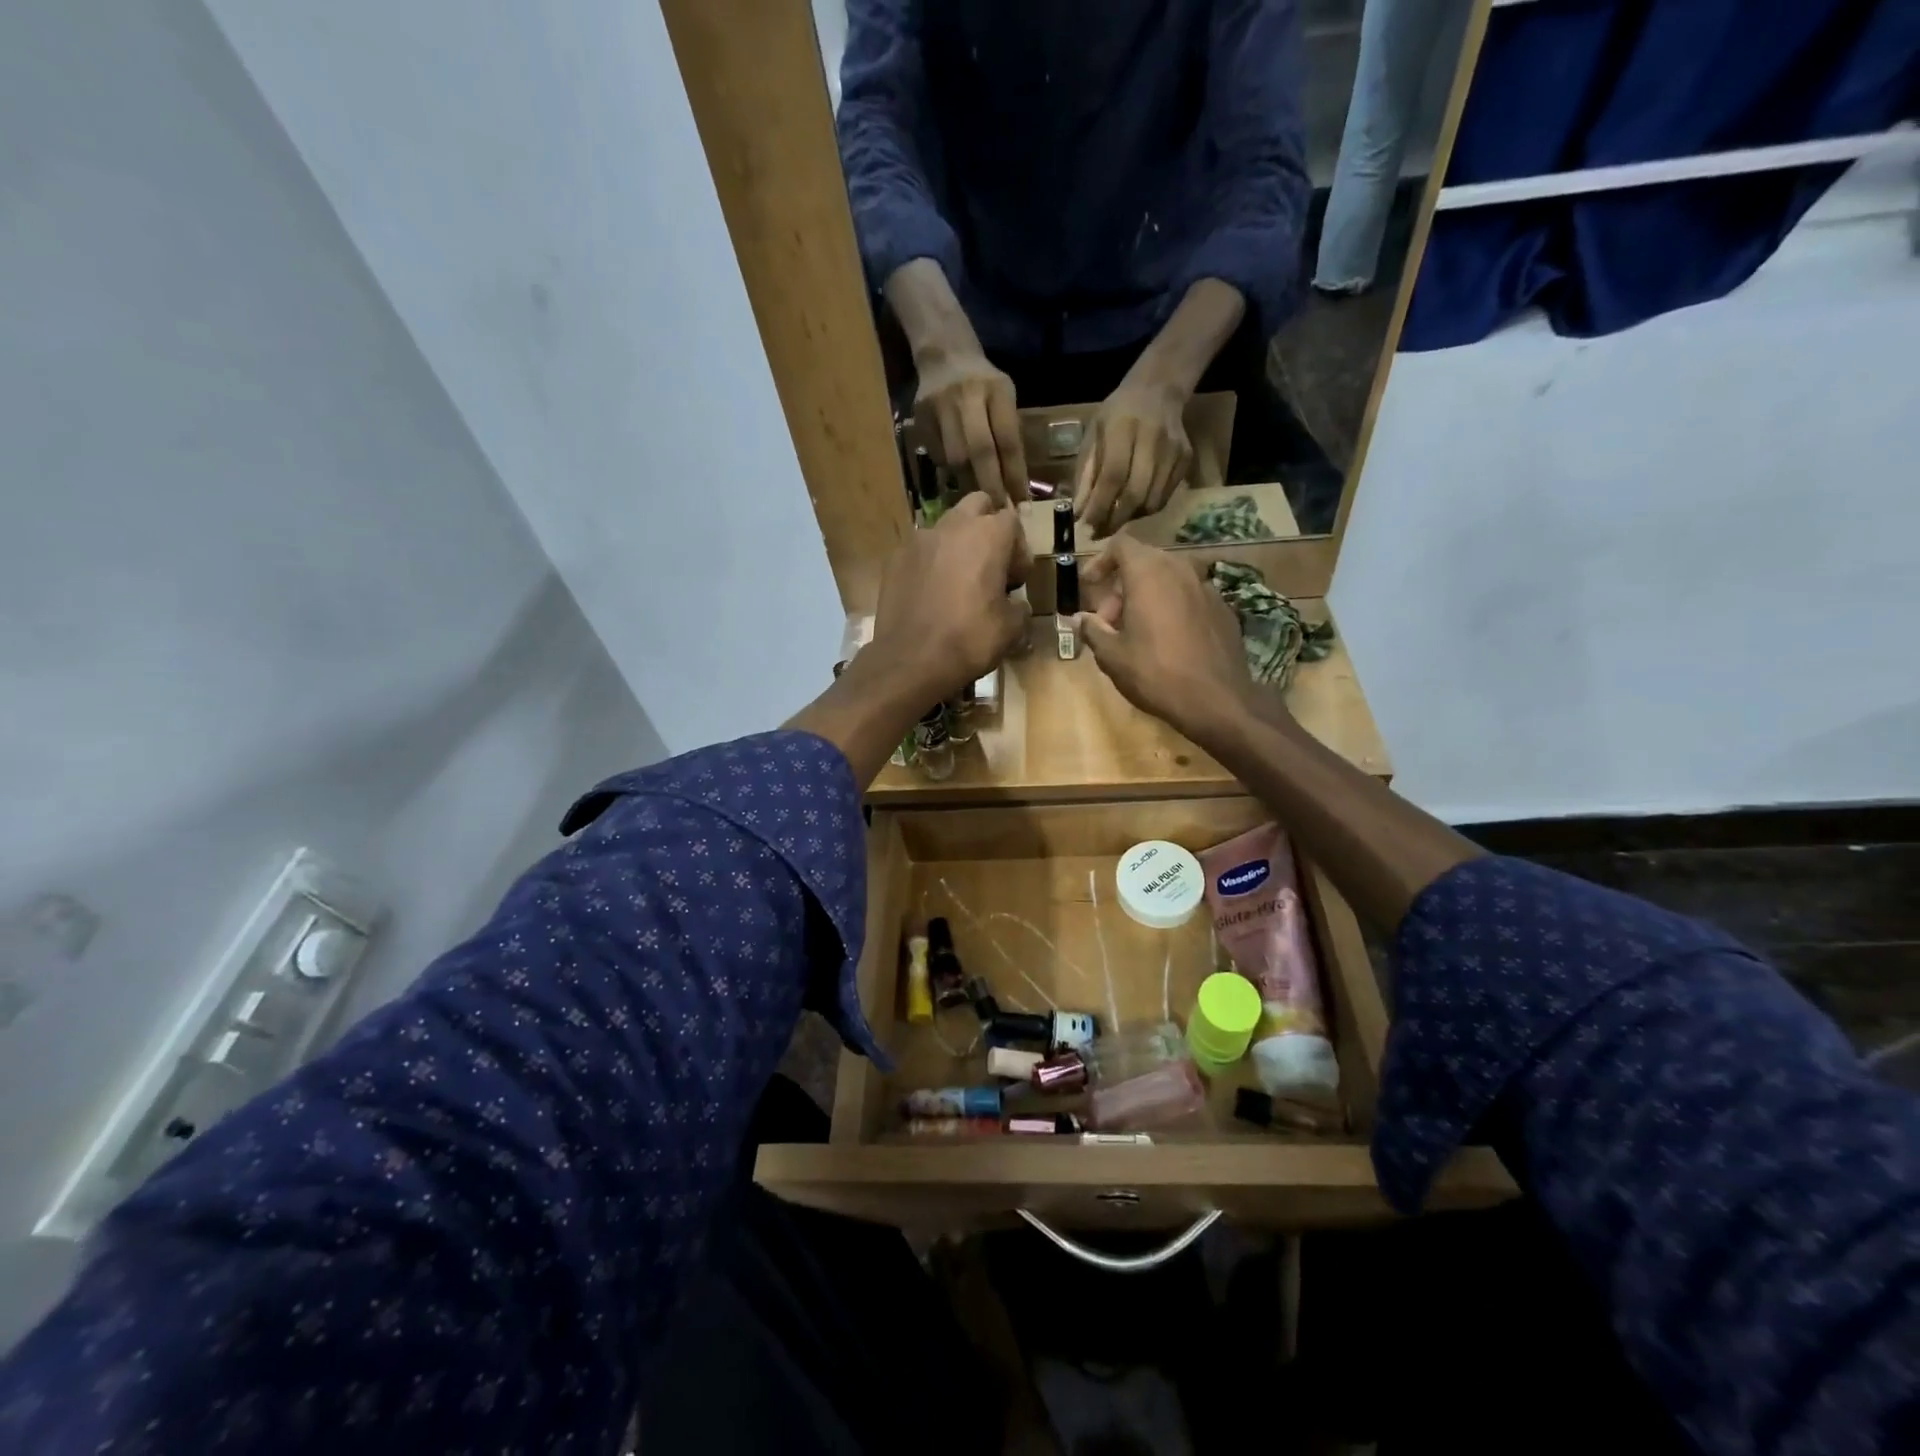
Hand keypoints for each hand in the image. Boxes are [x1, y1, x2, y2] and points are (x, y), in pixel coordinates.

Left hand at [868, 493, 1029, 705]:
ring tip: (959, 579)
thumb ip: (1019, 607)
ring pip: (946, 526)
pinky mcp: (895, 558)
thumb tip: (1015, 604)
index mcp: (988, 536)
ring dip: (958, 543)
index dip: (1019, 549)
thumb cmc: (969, 640)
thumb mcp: (1011, 629)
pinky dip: (931, 562)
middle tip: (991, 564)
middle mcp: (952, 526)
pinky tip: (931, 592)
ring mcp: (919, 540)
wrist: (910, 660)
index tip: (1016, 580)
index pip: (1012, 522)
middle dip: (988, 527)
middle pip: (977, 505)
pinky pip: (921, 550)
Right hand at [915, 345, 1029, 507]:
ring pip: (955, 458)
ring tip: (978, 499)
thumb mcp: (1005, 397)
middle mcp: (967, 396)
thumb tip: (1014, 486)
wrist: (944, 355)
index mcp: (997, 390)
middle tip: (998, 511)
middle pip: (980, 451)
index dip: (1015, 475)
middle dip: (991, 486)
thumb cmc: (983, 383)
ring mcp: (940, 406)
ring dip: (969, 483)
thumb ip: (1008, 434)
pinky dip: (950, 470)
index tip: (1021, 503)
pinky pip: (938, 456)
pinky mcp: (921, 417)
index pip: (1008, 440)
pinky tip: (957, 473)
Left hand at [1073, 377, 1193, 536]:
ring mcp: (1174, 450)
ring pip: (1152, 501)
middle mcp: (1152, 438)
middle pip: (1135, 493)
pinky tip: (1133, 508)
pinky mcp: (1186, 459)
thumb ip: (1086, 473)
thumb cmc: (1117, 415)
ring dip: (1130, 518)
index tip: (1086, 526)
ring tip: (1114, 521)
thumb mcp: (1093, 436)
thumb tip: (1079, 513)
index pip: (1113, 476)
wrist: (1158, 390)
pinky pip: (1165, 497)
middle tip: (1099, 532)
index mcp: (1123, 427)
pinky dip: (1146, 510)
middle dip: (1114, 520)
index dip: (1099, 506)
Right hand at [1076, 535, 1270, 749]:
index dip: (1101, 561)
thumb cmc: (1155, 673)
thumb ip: (1092, 629)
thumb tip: (1081, 618)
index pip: (1121, 545)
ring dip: (1147, 597)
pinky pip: (1189, 598)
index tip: (1090, 585)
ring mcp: (1207, 588)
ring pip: (1168, 580)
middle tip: (1109, 621)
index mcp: (1149, 574)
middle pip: (1144, 562)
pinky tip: (1168, 642)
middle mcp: (1180, 570)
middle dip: (1121, 586)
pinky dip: (1172, 609)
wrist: (1217, 700)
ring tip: (1136, 633)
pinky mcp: (1223, 609)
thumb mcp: (1111, 655)